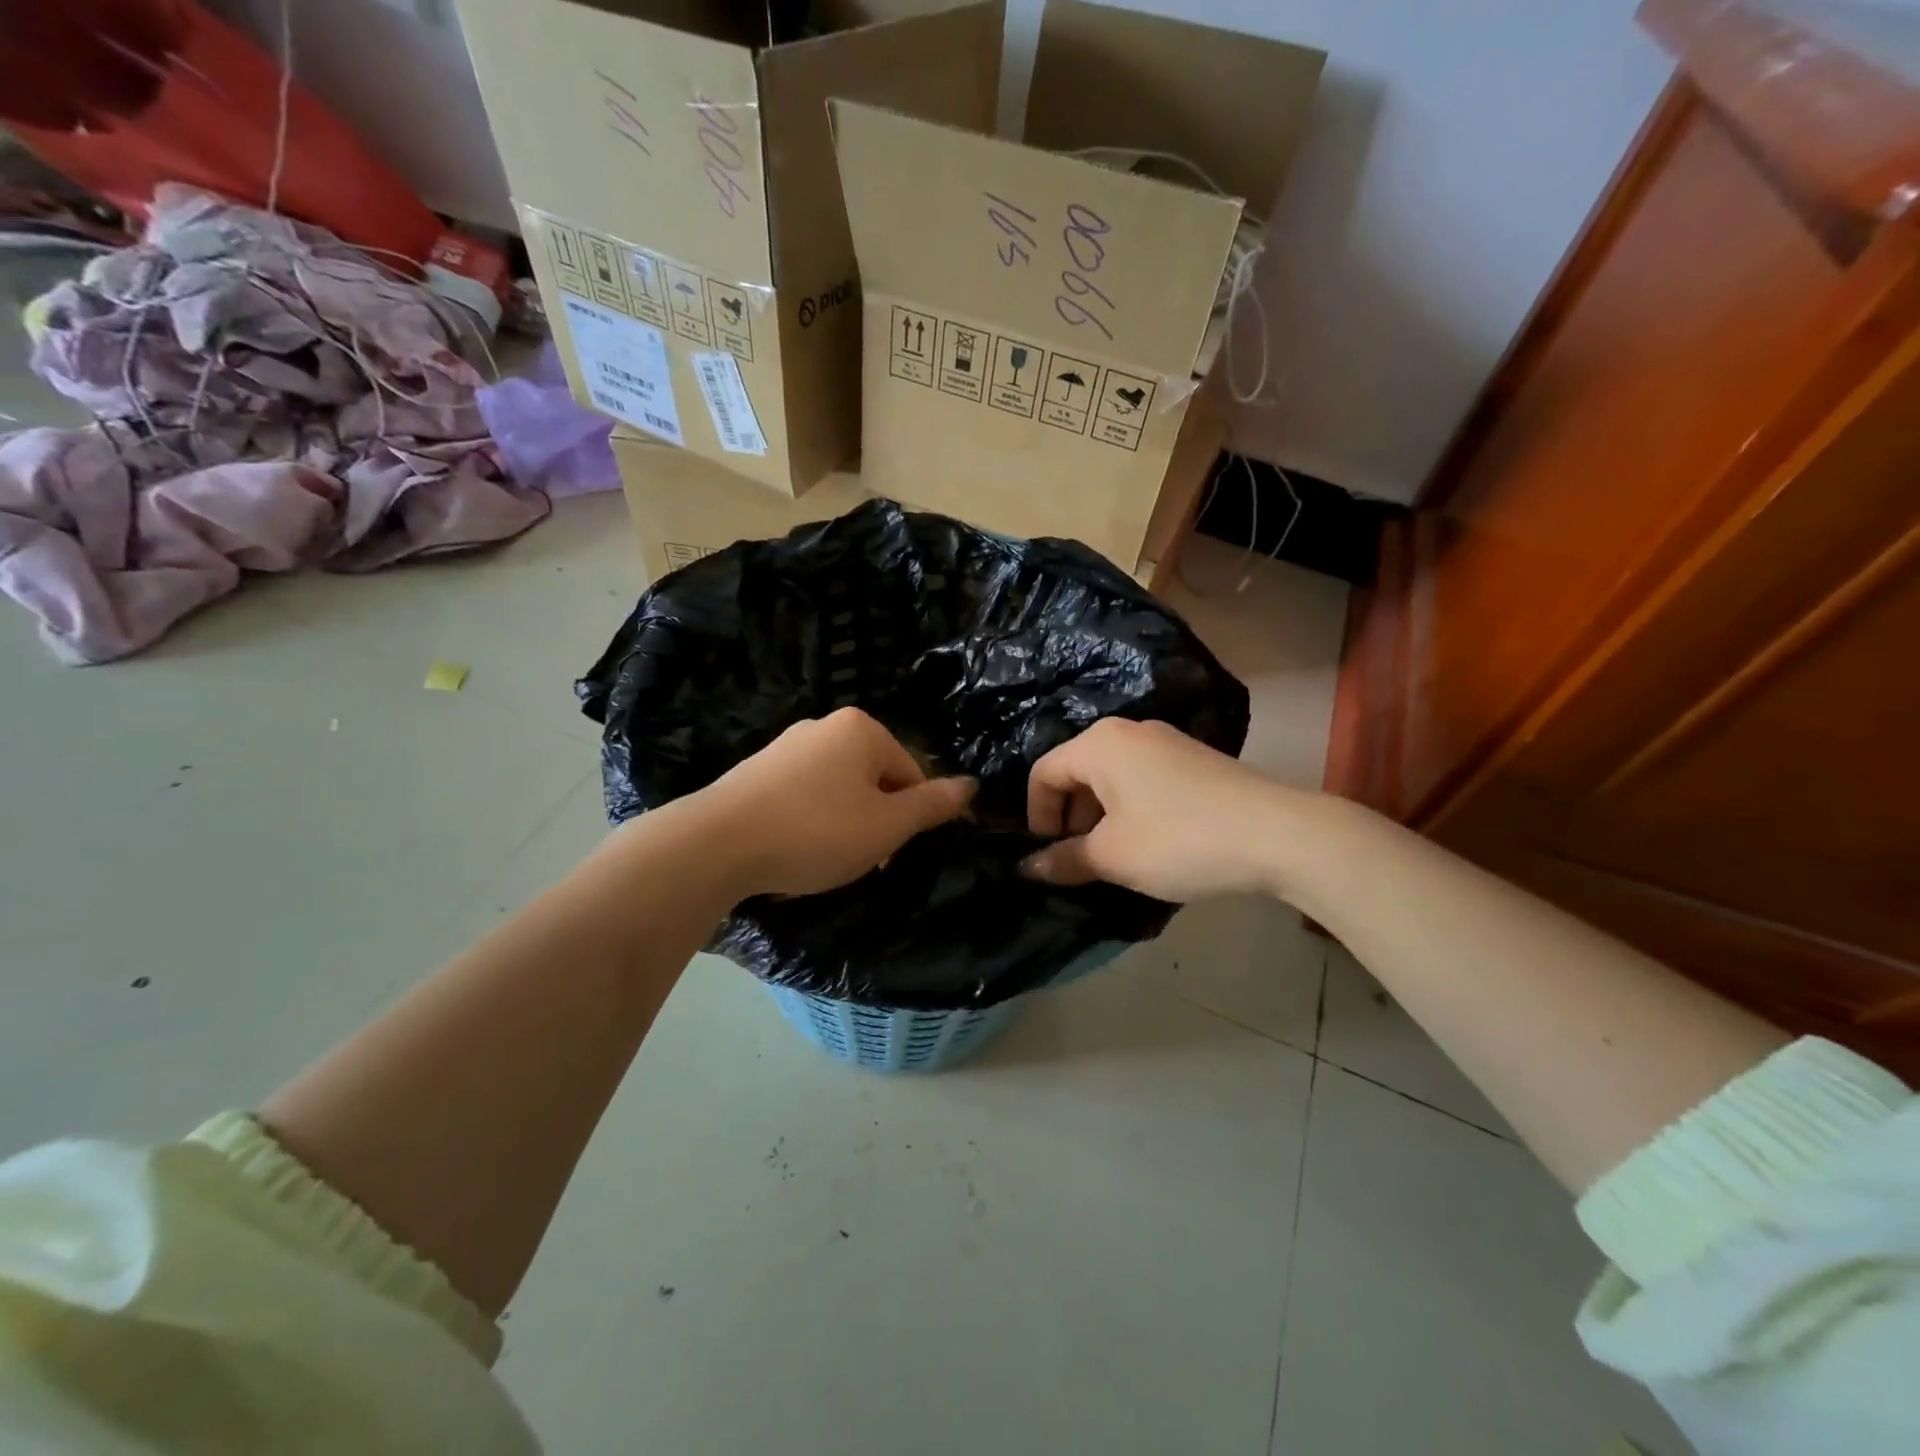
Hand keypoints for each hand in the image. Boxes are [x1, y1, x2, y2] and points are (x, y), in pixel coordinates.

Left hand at [691, 708, 974, 898]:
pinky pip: (803, 796)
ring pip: (839, 790)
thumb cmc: (815, 831)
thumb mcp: (886, 826)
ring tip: (825, 860)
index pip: (912, 773)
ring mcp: (786, 746)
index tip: (890, 854)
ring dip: (845, 825)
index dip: (911, 818)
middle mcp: (824, 726)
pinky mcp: (756, 770)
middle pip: (875, 779)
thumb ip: (932, 805)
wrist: (716, 844)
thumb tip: (972, 785)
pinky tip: (794, 849)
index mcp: (862, 729)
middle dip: (876, 821)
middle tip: (861, 861)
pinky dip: (810, 822)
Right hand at [1021, 719, 1297, 901]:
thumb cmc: (1178, 839)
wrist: (1278, 834)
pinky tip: (1152, 845)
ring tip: (1116, 859)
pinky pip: (1143, 781)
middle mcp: (1128, 732)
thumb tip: (1029, 867)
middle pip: (1077, 772)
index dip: (1036, 817)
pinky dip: (1132, 811)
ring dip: (1101, 818)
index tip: (1048, 856)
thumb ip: (1064, 859)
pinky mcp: (1194, 760)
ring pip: (1112, 779)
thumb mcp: (1113, 856)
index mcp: (1099, 744)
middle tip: (1081, 861)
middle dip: (1070, 819)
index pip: (1043, 773)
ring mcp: (1166, 742)